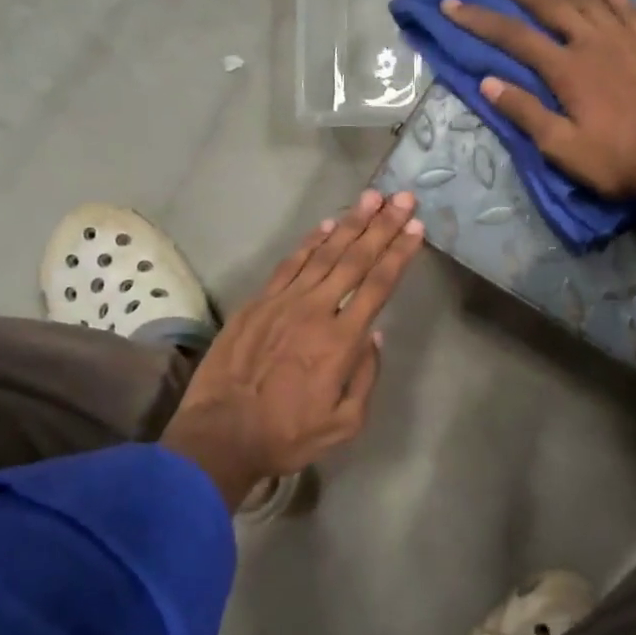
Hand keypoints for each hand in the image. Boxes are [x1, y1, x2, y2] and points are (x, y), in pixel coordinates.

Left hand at [160, 190, 423, 507]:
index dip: (399, 254)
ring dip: (349, 223)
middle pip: (354, 259)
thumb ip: (365, 377)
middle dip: (382, 226)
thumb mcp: (343, 424)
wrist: (219, 436)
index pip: (378, 286)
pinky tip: (326, 225)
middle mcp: (315, 311)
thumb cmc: (286, 435)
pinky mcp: (256, 303)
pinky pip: (289, 264)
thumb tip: (375, 336)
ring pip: (323, 253)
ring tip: (371, 198)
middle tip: (402, 198)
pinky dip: (310, 242)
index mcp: (340, 341)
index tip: (416, 229)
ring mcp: (282, 303)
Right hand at [441, 0, 635, 252]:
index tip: (451, 2)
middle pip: (546, 1)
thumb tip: (489, 82)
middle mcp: (592, 42)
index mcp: (567, 70)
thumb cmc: (618, 162)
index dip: (479, 19)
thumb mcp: (563, 148)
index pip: (513, 37)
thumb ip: (526, 113)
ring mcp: (625, 37)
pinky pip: (625, 4)